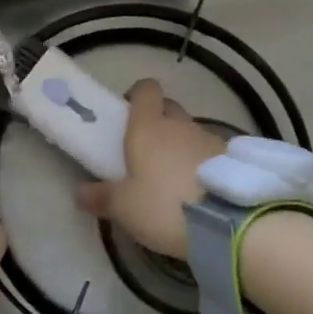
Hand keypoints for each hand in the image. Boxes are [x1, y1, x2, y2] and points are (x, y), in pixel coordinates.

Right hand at [76, 79, 225, 258]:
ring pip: (191, 131)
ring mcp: (210, 139)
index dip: (137, 96)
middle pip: (169, 108)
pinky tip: (200, 190)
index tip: (128, 114)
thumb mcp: (123, 208)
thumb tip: (79, 191)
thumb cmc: (163, 206)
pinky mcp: (233, 160)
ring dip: (182, 145)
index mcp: (148, 127)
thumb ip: (100, 197)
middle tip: (147, 149)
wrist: (227, 224)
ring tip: (176, 177)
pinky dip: (204, 163)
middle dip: (159, 120)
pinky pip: (212, 153)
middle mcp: (180, 124)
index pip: (145, 89)